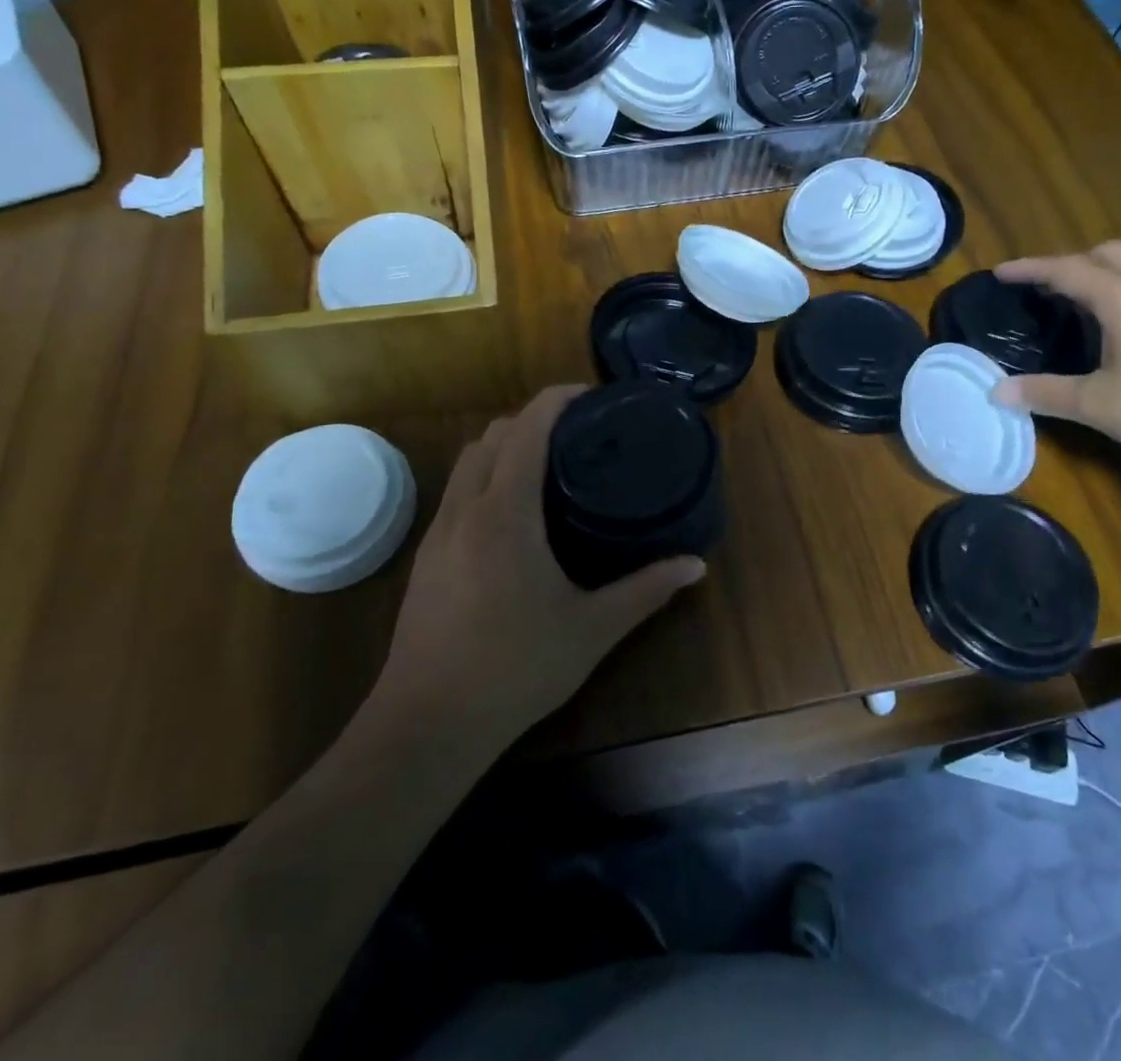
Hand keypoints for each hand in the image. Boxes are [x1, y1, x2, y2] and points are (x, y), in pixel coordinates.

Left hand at [374, 385, 705, 747]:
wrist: (426, 725)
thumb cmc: (514, 669)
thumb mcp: (591, 629)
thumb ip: (645, 590)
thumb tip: (696, 566)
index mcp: (505, 512)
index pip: (525, 428)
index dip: (556, 399)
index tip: (591, 396)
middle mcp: (465, 509)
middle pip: (491, 435)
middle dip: (531, 419)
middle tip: (576, 435)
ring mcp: (437, 532)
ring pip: (467, 461)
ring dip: (503, 446)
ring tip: (546, 467)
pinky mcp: (425, 556)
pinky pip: (457, 491)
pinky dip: (485, 477)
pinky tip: (512, 515)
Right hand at [990, 242, 1120, 465]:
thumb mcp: (1099, 404)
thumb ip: (1046, 394)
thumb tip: (996, 391)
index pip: (1066, 270)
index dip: (1030, 269)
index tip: (1000, 272)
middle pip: (1108, 254)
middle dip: (1071, 263)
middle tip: (1047, 288)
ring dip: (1111, 270)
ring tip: (1092, 295)